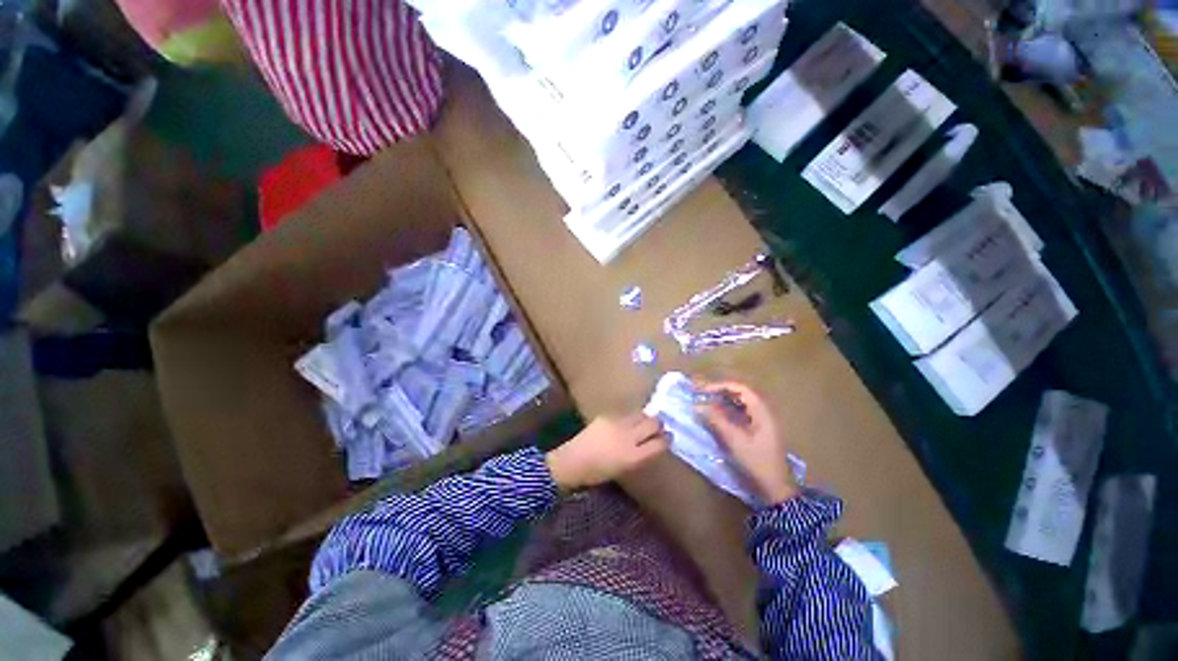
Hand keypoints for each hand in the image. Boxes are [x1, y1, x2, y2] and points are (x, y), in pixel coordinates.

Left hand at [546, 414, 668, 491]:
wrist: (573, 460)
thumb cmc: (598, 472)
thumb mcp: (624, 468)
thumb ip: (639, 455)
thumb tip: (651, 443)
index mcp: (634, 456)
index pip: (659, 444)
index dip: (666, 440)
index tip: (668, 437)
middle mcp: (629, 437)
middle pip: (653, 424)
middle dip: (659, 425)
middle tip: (658, 427)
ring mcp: (618, 424)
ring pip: (641, 414)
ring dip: (646, 418)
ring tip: (644, 422)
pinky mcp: (608, 416)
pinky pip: (626, 414)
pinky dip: (631, 418)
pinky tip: (627, 422)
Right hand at [693, 379, 797, 503]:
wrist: (775, 488)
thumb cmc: (756, 462)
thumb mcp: (734, 440)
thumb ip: (716, 420)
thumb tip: (697, 406)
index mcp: (762, 412)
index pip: (741, 388)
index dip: (721, 386)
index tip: (703, 390)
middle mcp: (764, 412)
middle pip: (742, 393)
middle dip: (721, 391)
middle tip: (703, 394)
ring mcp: (763, 421)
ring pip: (742, 403)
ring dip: (724, 400)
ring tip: (707, 402)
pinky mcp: (760, 430)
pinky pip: (743, 412)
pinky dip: (729, 410)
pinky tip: (718, 415)